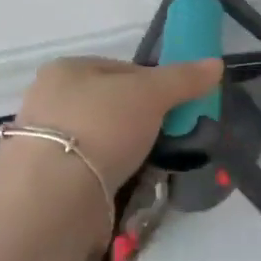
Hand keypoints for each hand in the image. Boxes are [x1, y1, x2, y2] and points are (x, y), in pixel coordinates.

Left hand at [16, 55, 224, 197]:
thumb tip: (216, 64)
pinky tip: (128, 189)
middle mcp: (49, 102)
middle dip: (140, 123)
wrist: (52, 196)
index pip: (120, 69)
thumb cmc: (100, 126)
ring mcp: (44, 145)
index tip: (176, 106)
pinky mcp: (46, 183)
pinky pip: (90, 174)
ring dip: (126, 154)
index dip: (153, 84)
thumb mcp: (149, 94)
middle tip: (168, 139)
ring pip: (101, 142)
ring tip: (153, 168)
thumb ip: (182, 79)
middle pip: (110, 106)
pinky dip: (110, 180)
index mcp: (66, 70)